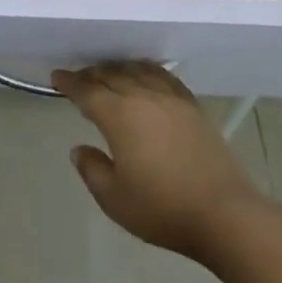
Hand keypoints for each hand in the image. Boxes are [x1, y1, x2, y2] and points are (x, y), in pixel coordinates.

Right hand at [53, 62, 266, 263]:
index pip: (87, 91)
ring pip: (137, 70)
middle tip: (78, 78)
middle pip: (111, 75)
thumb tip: (79, 148)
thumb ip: (92, 170)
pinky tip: (145, 76)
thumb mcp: (115, 199)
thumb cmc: (163, 209)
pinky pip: (163, 76)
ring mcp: (171, 98)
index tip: (57, 77)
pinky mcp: (192, 106)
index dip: (70, 83)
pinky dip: (147, 70)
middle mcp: (143, 96)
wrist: (224, 214)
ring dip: (117, 69)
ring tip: (108, 74)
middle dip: (91, 74)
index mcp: (119, 116)